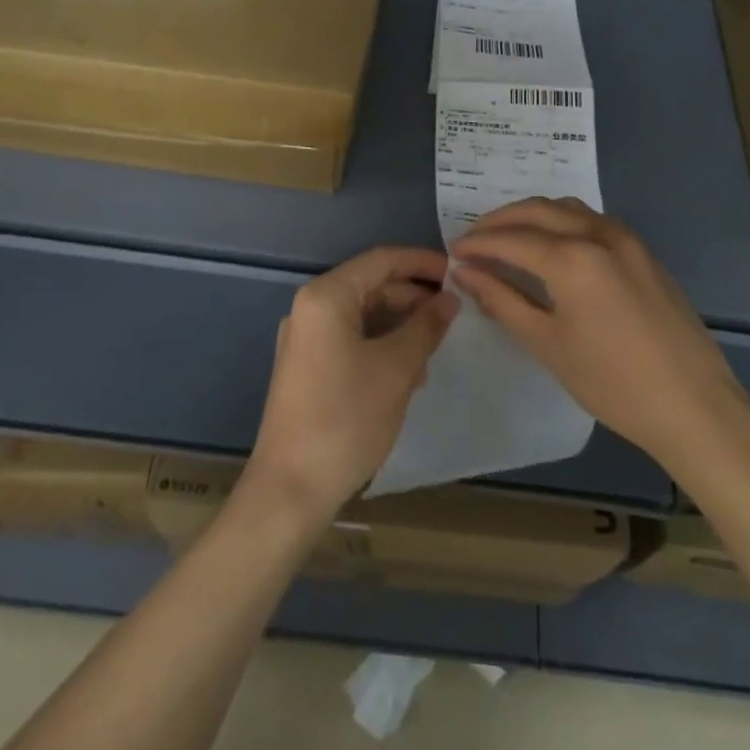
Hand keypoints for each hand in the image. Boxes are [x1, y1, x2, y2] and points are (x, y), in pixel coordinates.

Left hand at [248, 247, 457, 519]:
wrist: (290, 489)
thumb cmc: (346, 418)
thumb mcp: (396, 368)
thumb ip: (425, 327)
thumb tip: (449, 299)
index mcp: (326, 297)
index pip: (382, 260)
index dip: (422, 263)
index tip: (458, 273)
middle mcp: (310, 309)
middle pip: (371, 286)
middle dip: (414, 298)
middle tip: (454, 315)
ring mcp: (306, 340)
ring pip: (363, 316)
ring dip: (401, 326)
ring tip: (435, 350)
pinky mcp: (307, 368)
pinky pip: (351, 340)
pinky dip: (382, 347)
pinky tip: (409, 374)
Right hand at [451, 198, 749, 480]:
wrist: (694, 405)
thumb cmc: (612, 383)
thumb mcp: (547, 343)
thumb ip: (503, 300)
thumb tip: (465, 272)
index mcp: (573, 258)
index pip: (511, 239)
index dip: (478, 244)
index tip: (452, 252)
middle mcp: (599, 234)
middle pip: (537, 210)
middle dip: (500, 221)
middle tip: (473, 240)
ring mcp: (627, 239)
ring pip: (567, 208)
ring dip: (532, 215)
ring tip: (507, 238)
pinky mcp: (643, 251)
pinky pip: (593, 220)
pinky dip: (562, 222)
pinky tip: (551, 246)